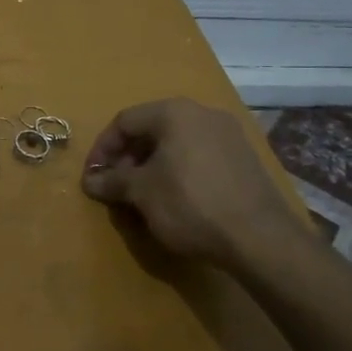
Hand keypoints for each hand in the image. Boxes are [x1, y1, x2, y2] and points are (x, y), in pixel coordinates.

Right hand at [80, 99, 316, 271]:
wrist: (261, 238)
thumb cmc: (190, 204)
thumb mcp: (142, 193)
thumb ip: (112, 181)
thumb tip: (90, 181)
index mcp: (174, 112)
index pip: (125, 121)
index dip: (102, 148)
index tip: (92, 176)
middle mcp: (203, 113)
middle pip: (152, 129)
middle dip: (128, 158)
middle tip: (117, 187)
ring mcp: (229, 134)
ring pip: (177, 143)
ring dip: (153, 166)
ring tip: (143, 196)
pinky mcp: (245, 159)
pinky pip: (199, 156)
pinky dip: (179, 171)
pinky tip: (176, 199)